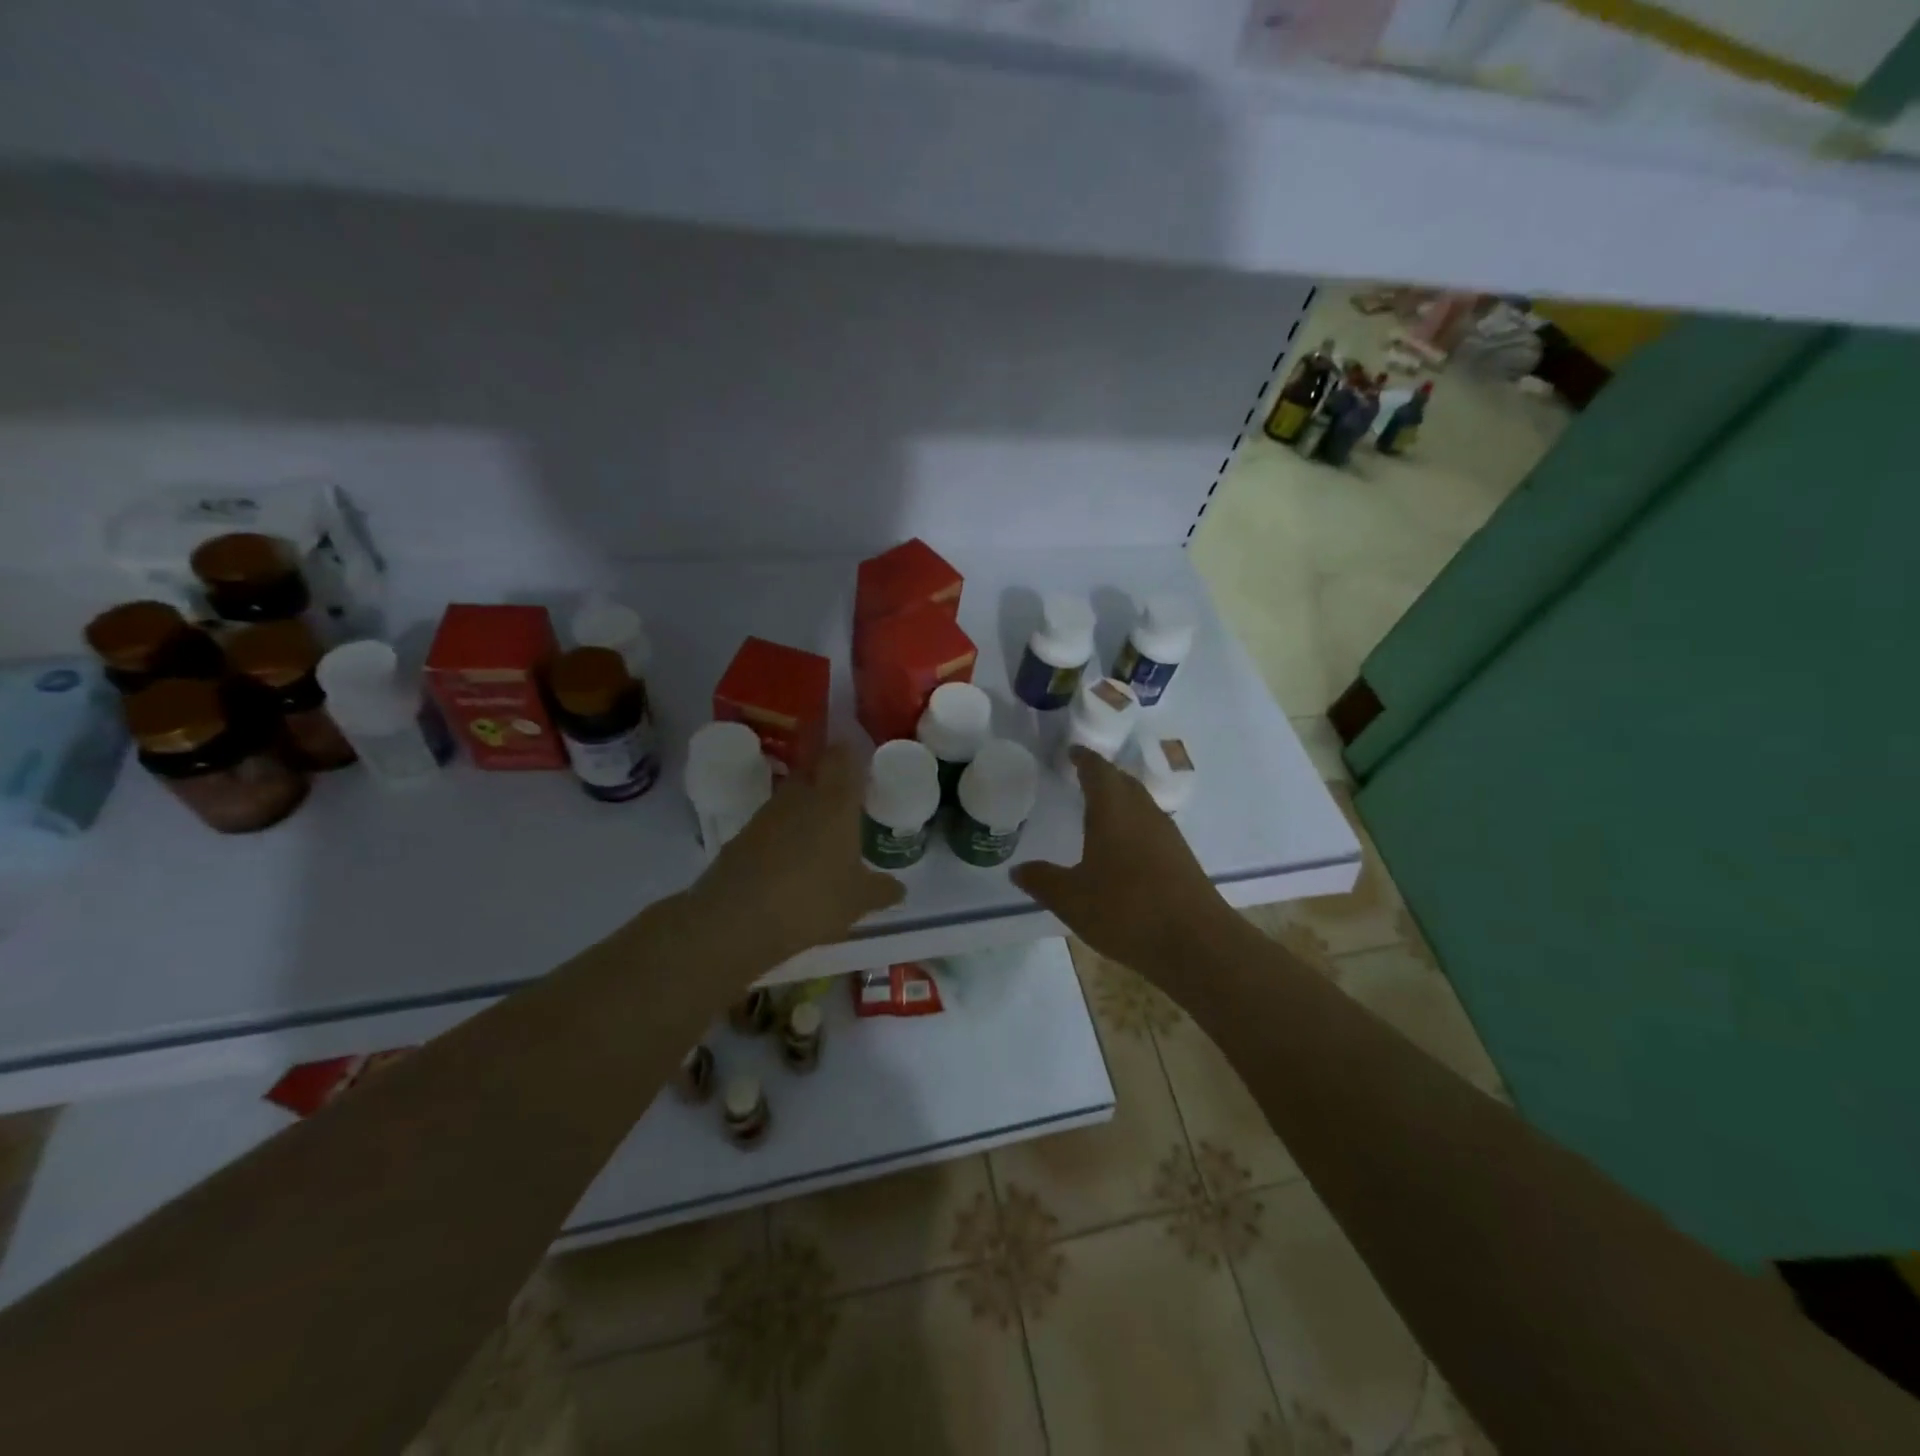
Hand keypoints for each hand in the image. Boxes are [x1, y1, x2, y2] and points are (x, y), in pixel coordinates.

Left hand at [689, 744, 905, 969]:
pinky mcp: (741, 837)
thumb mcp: (857, 902)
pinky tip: (789, 863)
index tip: (861, 766)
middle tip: (844, 802)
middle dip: (827, 781)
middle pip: (812, 771)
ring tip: (819, 837)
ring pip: (789, 798)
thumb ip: (881, 890)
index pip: (842, 758)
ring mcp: (766, 815)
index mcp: (835, 802)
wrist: (736, 920)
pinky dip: (781, 836)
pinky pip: (769, 825)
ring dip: (803, 810)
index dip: (850, 755)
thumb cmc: (812, 900)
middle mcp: (800, 798)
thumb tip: (898, 888)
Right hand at [1012, 747, 1231, 970]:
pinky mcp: (1180, 857)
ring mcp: (1166, 834)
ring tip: (1098, 809)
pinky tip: (1123, 846)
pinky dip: (1133, 823)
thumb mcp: (1072, 899)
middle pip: (1122, 781)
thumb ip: (1042, 881)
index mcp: (1113, 810)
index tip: (1071, 751)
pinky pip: (1150, 825)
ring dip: (1120, 798)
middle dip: (1102, 775)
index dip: (1083, 758)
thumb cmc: (1126, 910)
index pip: (1097, 770)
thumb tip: (1018, 870)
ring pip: (1140, 803)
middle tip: (1080, 776)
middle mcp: (1142, 812)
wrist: (1195, 942)